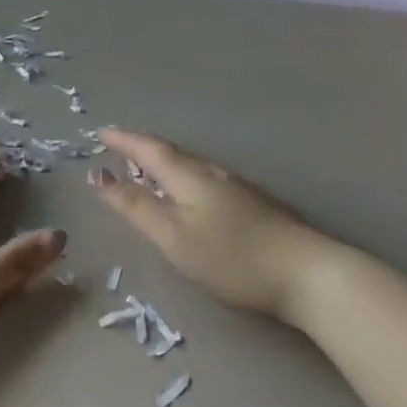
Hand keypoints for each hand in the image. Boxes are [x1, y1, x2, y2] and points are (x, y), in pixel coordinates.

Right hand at [89, 128, 354, 322]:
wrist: (307, 273)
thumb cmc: (231, 256)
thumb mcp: (173, 236)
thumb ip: (136, 207)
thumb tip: (99, 176)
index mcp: (188, 176)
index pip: (149, 149)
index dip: (123, 140)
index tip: (101, 132)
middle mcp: (211, 173)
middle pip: (170, 153)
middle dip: (141, 148)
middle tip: (117, 148)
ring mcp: (235, 187)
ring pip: (189, 166)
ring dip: (162, 163)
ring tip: (144, 169)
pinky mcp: (251, 205)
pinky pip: (203, 179)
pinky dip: (182, 178)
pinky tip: (185, 194)